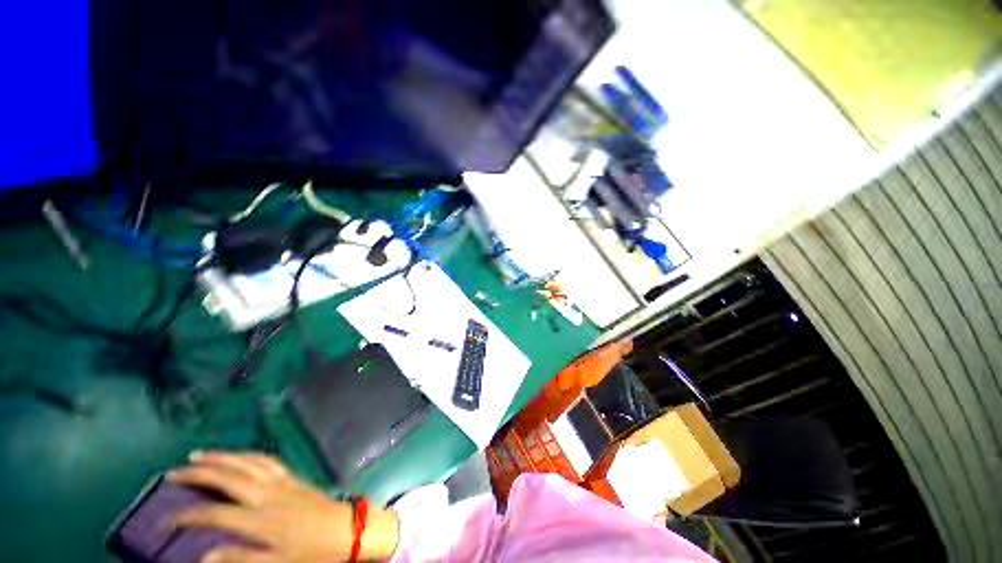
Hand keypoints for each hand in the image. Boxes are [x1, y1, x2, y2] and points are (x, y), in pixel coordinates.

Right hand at [168, 451, 398, 562]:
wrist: (347, 529)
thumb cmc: (313, 551)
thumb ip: (241, 559)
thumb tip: (204, 557)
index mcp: (260, 519)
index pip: (214, 514)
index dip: (187, 516)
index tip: (166, 520)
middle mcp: (268, 494)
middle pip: (228, 477)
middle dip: (199, 472)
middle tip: (173, 472)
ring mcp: (282, 481)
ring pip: (247, 462)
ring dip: (222, 456)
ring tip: (199, 455)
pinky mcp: (293, 476)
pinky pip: (268, 460)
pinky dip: (248, 455)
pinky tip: (239, 456)